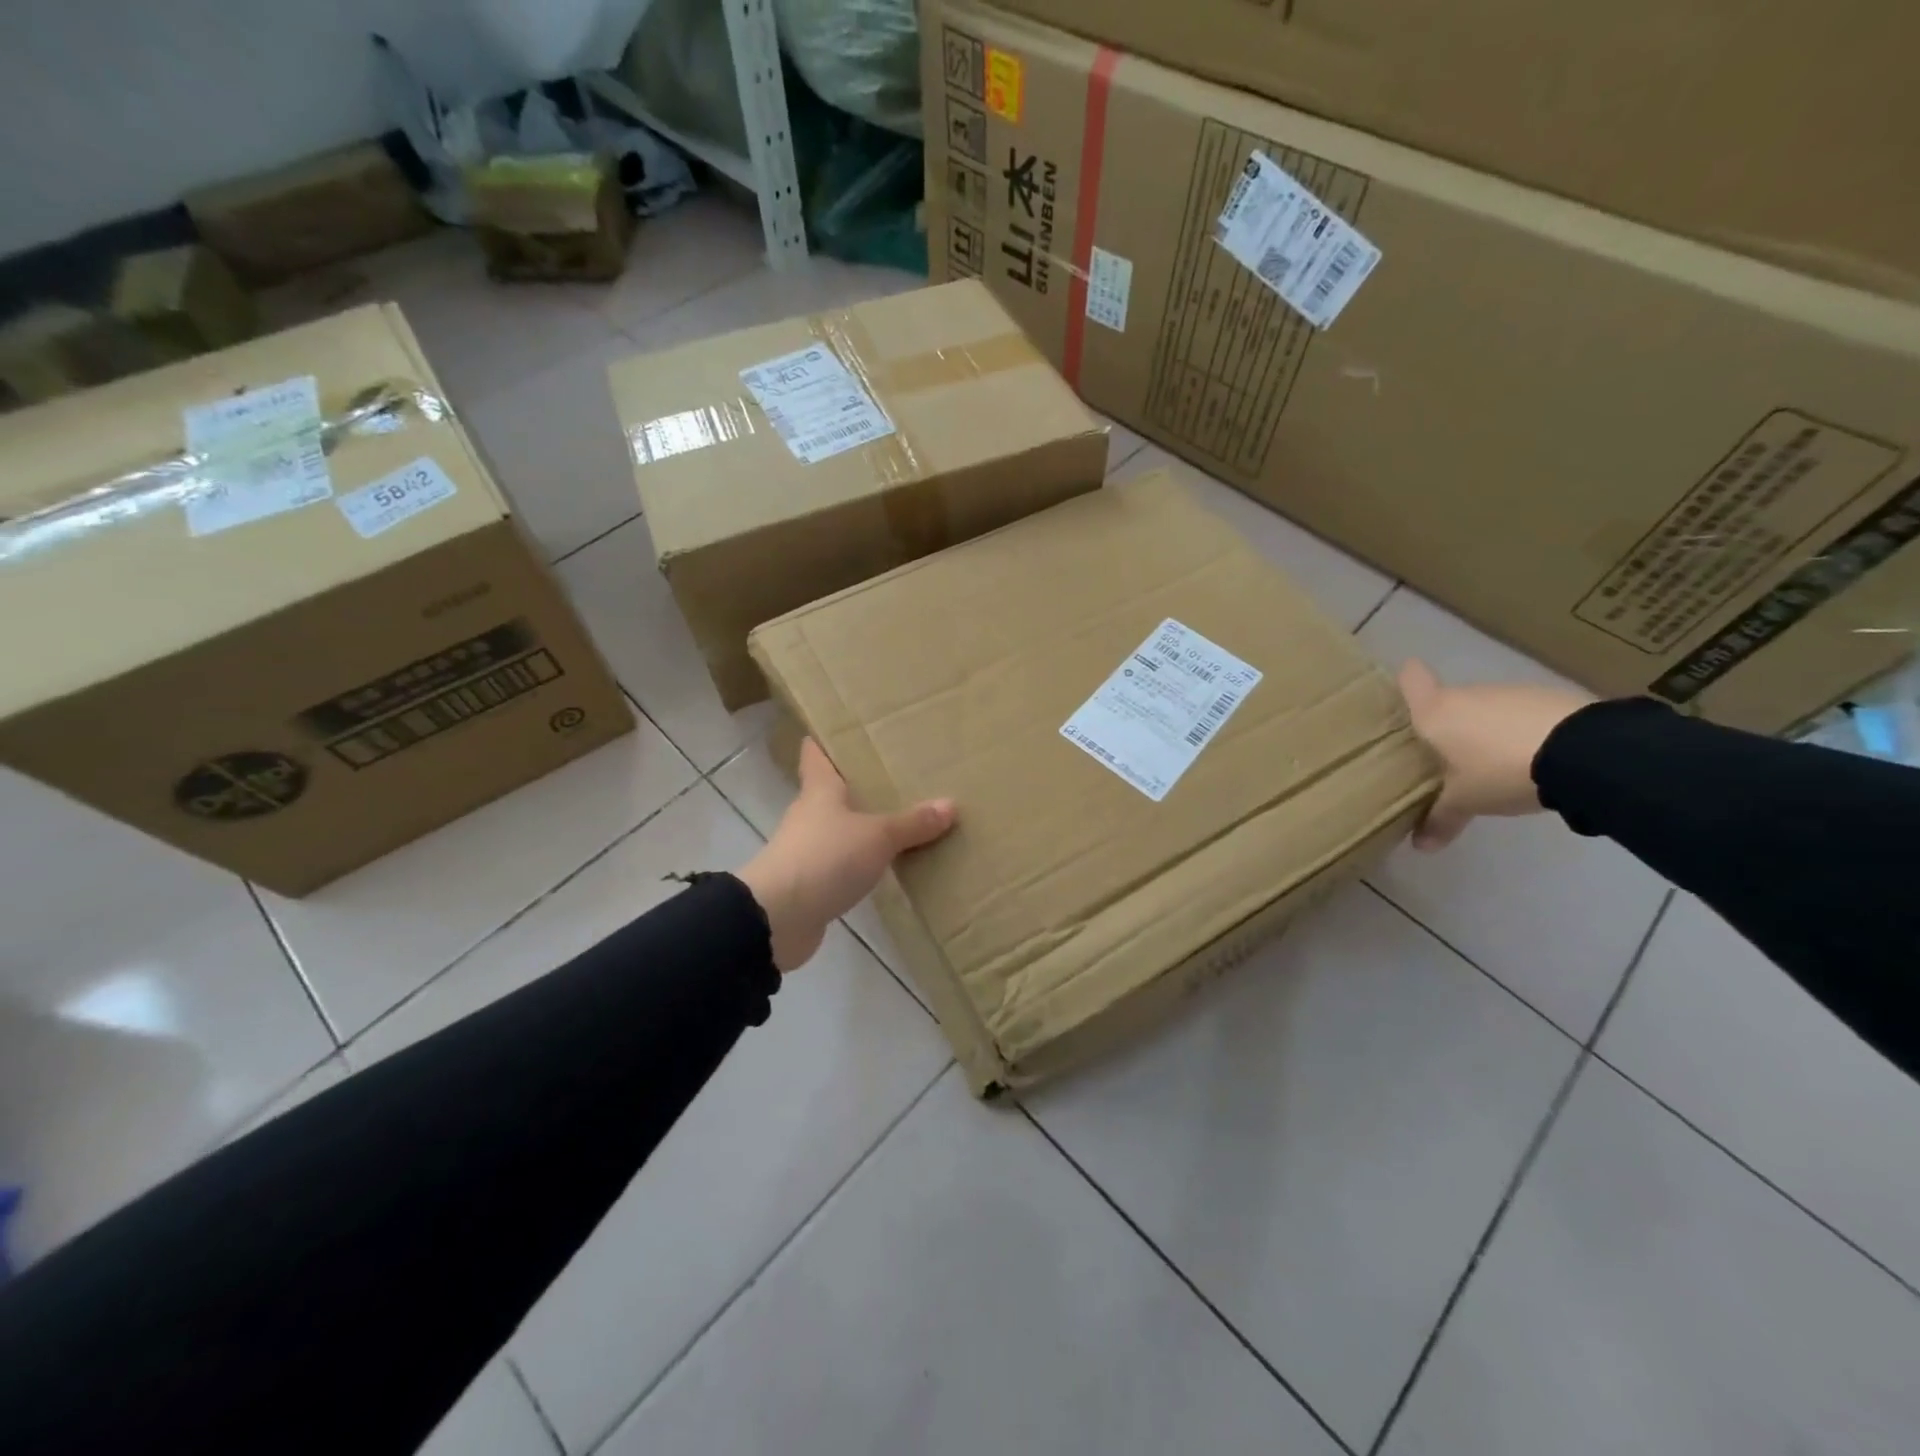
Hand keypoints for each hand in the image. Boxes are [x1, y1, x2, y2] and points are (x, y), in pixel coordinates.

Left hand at [736, 738, 955, 970]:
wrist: (777, 919)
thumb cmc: (824, 858)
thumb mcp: (877, 836)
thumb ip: (912, 823)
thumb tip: (950, 804)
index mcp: (820, 791)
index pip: (817, 754)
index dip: (829, 741)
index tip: (850, 731)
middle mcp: (810, 815)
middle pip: (832, 792)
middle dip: (860, 786)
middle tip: (898, 776)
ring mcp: (807, 851)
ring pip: (840, 829)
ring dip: (863, 827)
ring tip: (902, 820)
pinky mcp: (811, 884)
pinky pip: (842, 865)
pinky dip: (862, 863)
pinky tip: (887, 866)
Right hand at [1398, 659, 1592, 850]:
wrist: (1585, 752)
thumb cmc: (1499, 769)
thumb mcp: (1466, 802)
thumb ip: (1440, 819)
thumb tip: (1420, 846)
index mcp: (1436, 711)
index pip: (1411, 678)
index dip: (1406, 684)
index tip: (1407, 699)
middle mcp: (1468, 693)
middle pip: (1448, 700)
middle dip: (1448, 726)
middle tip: (1448, 759)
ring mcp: (1510, 693)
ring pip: (1486, 709)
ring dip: (1487, 731)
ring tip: (1495, 765)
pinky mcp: (1550, 698)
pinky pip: (1521, 714)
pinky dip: (1520, 732)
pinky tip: (1533, 760)